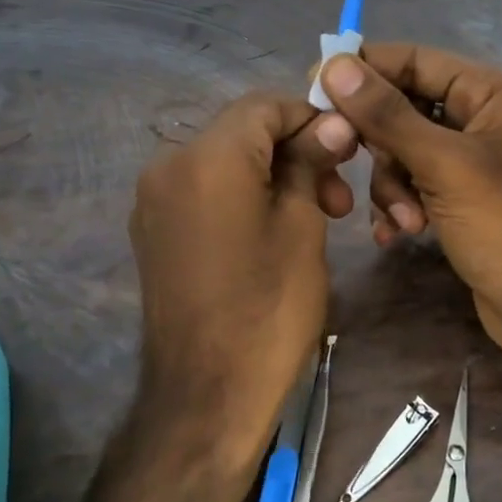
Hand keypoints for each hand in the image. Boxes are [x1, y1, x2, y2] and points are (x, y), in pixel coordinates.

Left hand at [129, 92, 356, 452]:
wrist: (207, 396)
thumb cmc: (269, 308)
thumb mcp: (303, 227)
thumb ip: (310, 162)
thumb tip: (333, 123)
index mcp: (207, 156)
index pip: (264, 106)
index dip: (312, 119)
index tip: (349, 151)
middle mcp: (168, 165)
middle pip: (242, 131)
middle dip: (295, 151)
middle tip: (338, 197)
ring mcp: (153, 200)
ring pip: (224, 161)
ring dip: (272, 175)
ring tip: (315, 215)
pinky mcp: (153, 231)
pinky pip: (204, 191)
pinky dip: (242, 195)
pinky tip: (273, 229)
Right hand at [318, 45, 501, 381]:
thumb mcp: (444, 166)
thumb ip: (388, 115)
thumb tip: (334, 64)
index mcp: (496, 95)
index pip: (418, 61)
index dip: (366, 70)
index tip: (315, 87)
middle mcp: (487, 120)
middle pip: (407, 108)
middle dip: (382, 145)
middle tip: (349, 161)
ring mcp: (477, 163)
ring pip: (407, 152)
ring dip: (392, 186)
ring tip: (404, 221)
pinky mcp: (466, 201)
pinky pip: (418, 185)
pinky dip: (403, 205)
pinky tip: (399, 234)